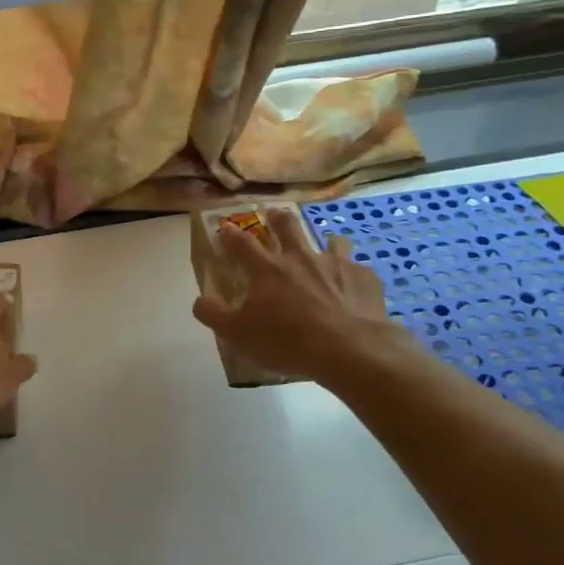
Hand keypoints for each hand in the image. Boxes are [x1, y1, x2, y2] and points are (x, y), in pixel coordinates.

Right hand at [193, 207, 401, 385]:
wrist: (349, 349)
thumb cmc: (287, 340)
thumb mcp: (238, 334)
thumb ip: (213, 314)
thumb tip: (199, 301)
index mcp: (267, 269)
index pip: (241, 242)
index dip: (229, 234)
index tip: (224, 228)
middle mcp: (300, 257)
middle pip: (287, 225)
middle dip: (278, 218)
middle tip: (275, 215)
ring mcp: (335, 264)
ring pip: (330, 240)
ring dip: (325, 241)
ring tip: (325, 247)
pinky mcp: (364, 277)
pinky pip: (358, 268)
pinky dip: (352, 274)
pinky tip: (353, 288)